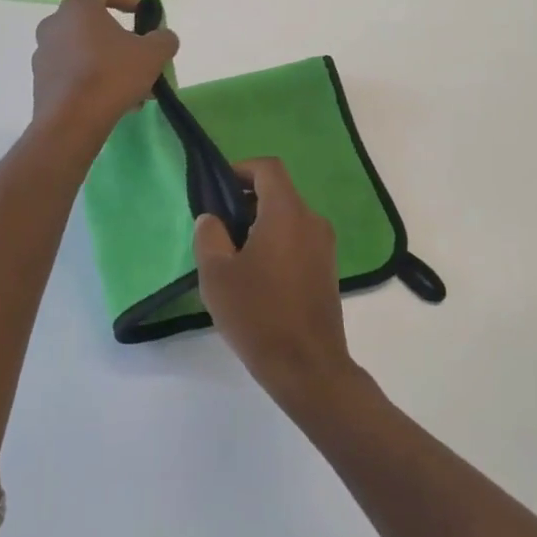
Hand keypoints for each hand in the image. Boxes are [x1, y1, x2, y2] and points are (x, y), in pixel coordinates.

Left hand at [31, 0, 178, 146]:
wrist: (71, 122)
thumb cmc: (111, 76)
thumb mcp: (152, 54)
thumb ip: (163, 39)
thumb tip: (163, 37)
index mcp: (78, 8)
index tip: (141, 13)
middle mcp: (54, 25)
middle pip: (91, 22)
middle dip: (119, 37)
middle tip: (140, 53)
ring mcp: (44, 54)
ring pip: (83, 50)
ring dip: (109, 61)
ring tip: (134, 86)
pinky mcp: (41, 82)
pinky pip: (73, 72)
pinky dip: (93, 79)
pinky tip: (115, 102)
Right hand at [194, 158, 359, 411]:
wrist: (308, 368)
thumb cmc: (258, 314)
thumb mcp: (217, 274)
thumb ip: (209, 236)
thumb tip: (212, 219)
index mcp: (287, 213)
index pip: (268, 168)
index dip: (241, 169)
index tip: (219, 189)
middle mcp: (312, 221)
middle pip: (278, 192)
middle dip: (246, 201)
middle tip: (219, 227)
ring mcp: (324, 247)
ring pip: (288, 218)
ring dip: (260, 224)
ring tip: (233, 256)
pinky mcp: (327, 270)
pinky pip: (298, 240)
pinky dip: (276, 244)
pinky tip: (256, 277)